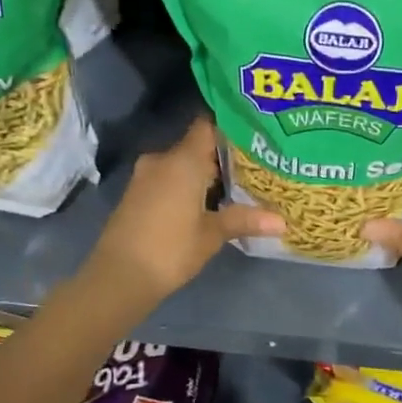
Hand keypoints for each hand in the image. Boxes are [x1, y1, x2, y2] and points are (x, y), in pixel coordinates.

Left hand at [83, 117, 283, 310]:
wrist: (118, 276)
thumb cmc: (171, 249)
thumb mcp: (212, 234)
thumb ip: (245, 220)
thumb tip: (283, 221)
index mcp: (183, 160)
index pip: (208, 125)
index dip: (231, 126)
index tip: (255, 134)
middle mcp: (162, 159)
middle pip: (197, 146)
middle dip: (223, 156)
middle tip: (256, 165)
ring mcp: (145, 176)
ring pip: (182, 164)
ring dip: (204, 173)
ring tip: (237, 185)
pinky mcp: (136, 193)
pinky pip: (168, 178)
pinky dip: (187, 185)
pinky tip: (207, 202)